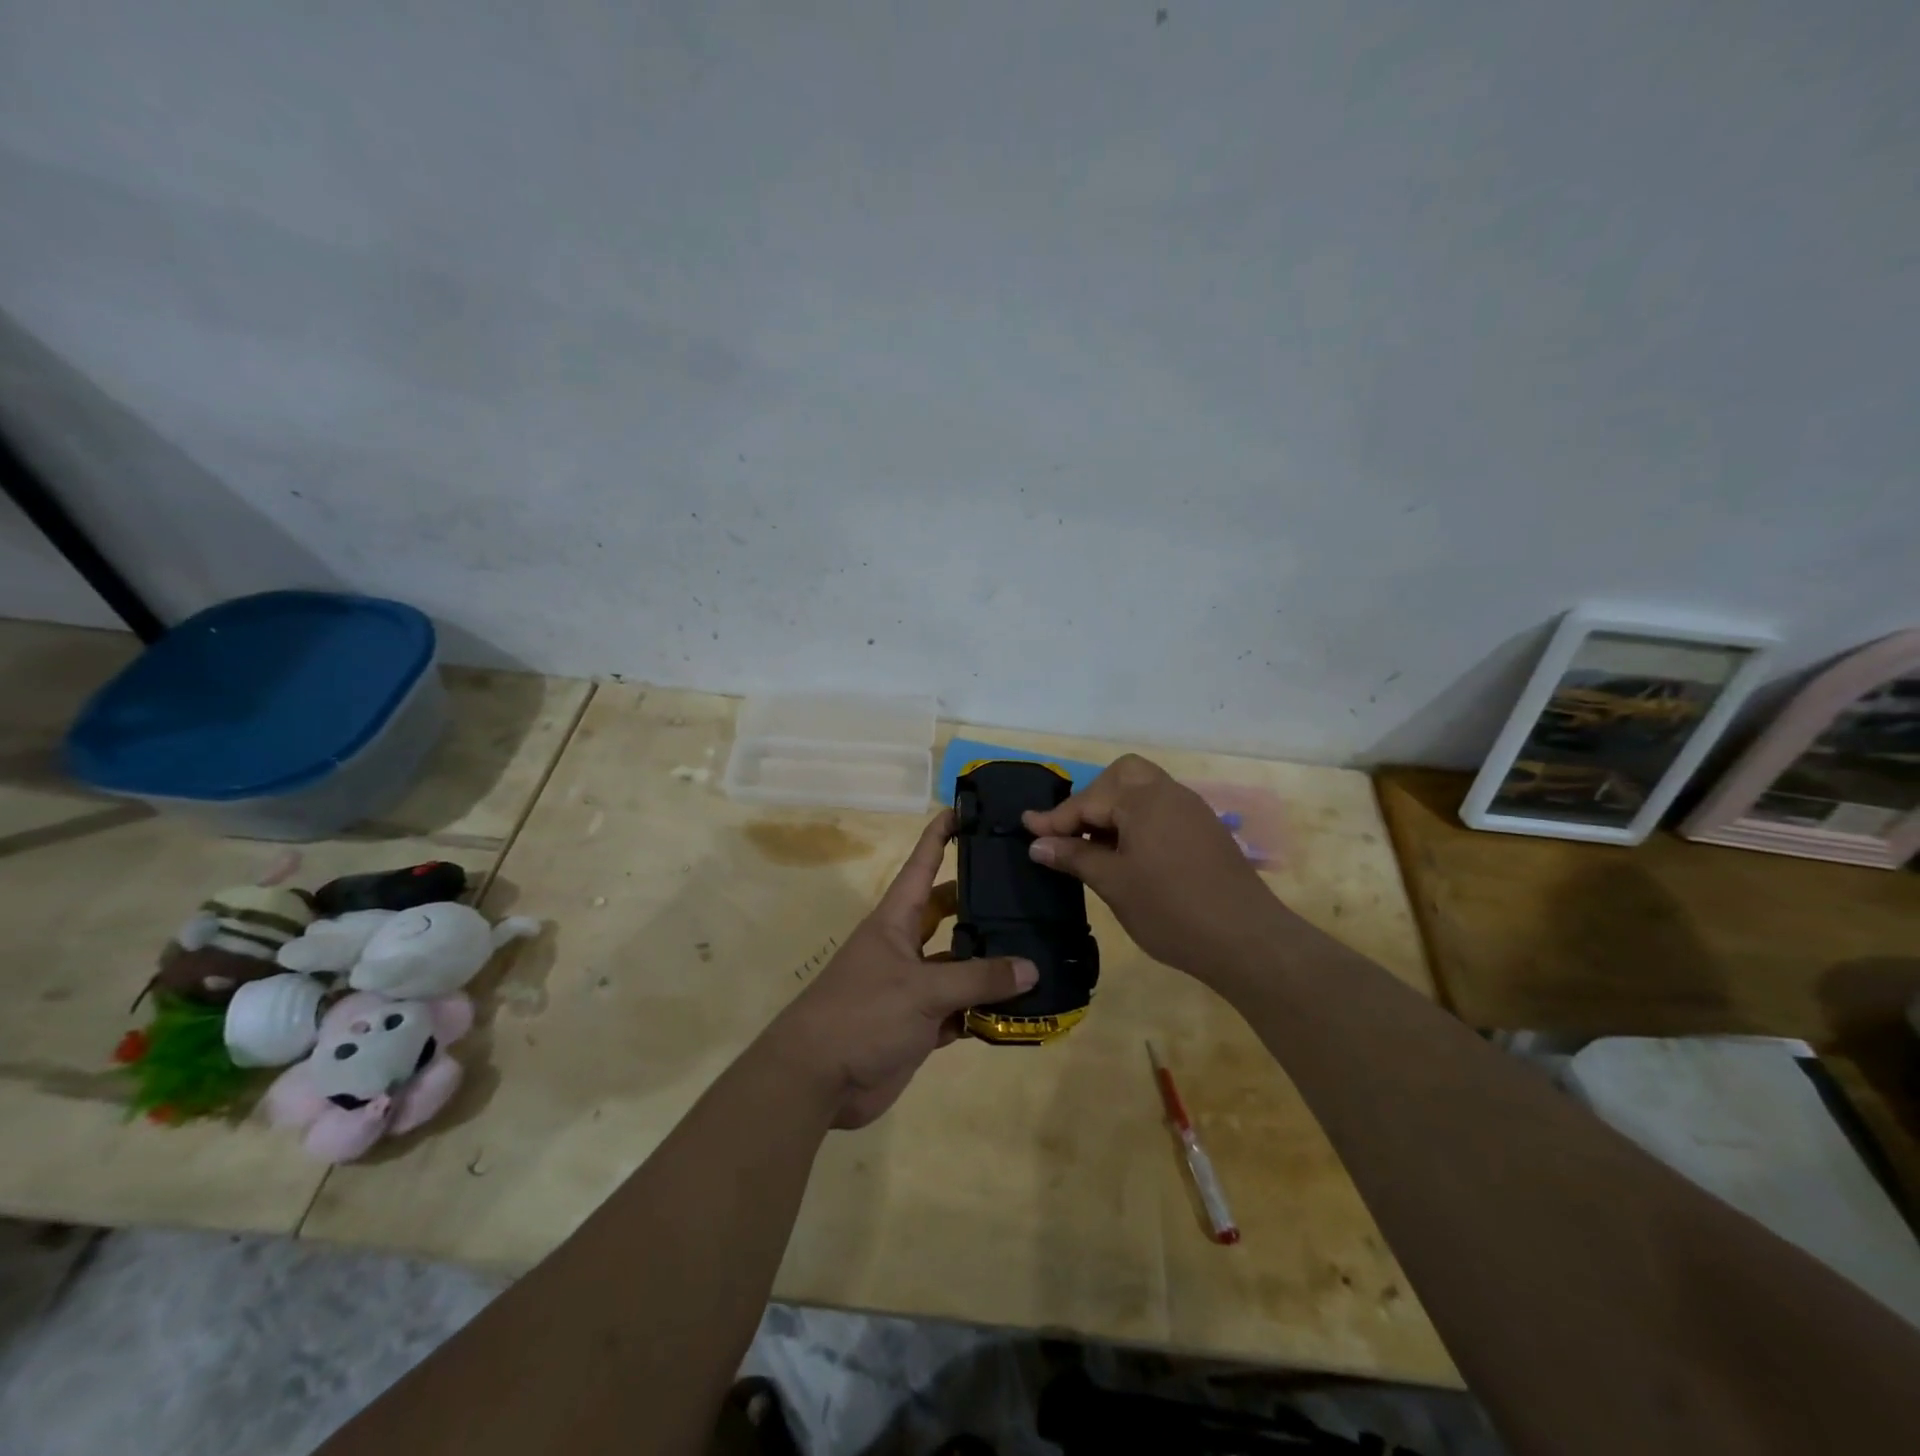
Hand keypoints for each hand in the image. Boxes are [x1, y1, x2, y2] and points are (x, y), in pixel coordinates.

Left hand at [766, 810, 1036, 1128]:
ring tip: (1040, 948)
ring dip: (991, 962)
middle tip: (1028, 890)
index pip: (922, 864)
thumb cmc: (863, 1013)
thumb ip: (977, 978)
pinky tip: (1021, 1007)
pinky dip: (986, 1009)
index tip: (966, 809)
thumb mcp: (922, 989)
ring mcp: (913, 986)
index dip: (941, 835)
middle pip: (949, 912)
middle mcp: (905, 945)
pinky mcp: (920, 1024)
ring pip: (960, 964)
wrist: (818, 1080)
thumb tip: (1031, 967)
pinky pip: (961, 1008)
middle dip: (982, 901)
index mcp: (895, 919)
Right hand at [1023, 754, 1290, 982]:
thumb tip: (1038, 844)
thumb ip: (1074, 857)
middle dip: (1093, 798)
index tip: (1027, 830)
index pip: (1089, 800)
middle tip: (1072, 831)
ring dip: (1116, 810)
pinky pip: (1162, 811)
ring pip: (1145, 793)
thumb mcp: (1113, 884)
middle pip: (1123, 776)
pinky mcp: (1206, 832)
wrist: (1247, 941)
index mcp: (1145, 799)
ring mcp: (1193, 812)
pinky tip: (1128, 855)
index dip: (1055, 819)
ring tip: (1094, 846)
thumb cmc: (1171, 910)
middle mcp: (1170, 794)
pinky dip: (1138, 822)